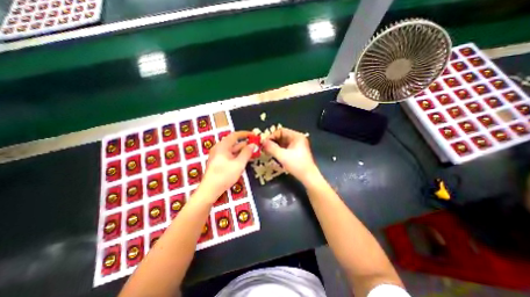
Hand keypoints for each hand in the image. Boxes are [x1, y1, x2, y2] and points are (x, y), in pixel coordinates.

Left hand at [199, 130, 255, 201]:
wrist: (210, 189)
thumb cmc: (224, 175)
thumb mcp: (239, 164)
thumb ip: (247, 153)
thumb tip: (253, 145)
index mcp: (223, 146)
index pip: (235, 135)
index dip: (245, 134)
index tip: (254, 135)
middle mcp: (219, 148)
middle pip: (234, 142)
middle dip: (245, 144)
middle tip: (256, 146)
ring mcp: (218, 155)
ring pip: (233, 150)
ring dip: (243, 151)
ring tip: (253, 153)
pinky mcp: (218, 162)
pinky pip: (230, 155)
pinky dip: (238, 156)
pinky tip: (245, 159)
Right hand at [262, 128, 319, 185]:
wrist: (308, 177)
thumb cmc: (297, 165)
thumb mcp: (282, 156)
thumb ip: (271, 148)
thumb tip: (262, 142)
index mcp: (296, 136)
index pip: (281, 131)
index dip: (271, 136)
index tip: (264, 143)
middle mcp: (297, 139)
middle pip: (282, 136)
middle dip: (272, 141)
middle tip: (264, 147)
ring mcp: (297, 145)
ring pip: (283, 142)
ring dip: (275, 146)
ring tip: (267, 151)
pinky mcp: (296, 151)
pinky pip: (285, 147)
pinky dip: (279, 150)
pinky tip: (273, 154)